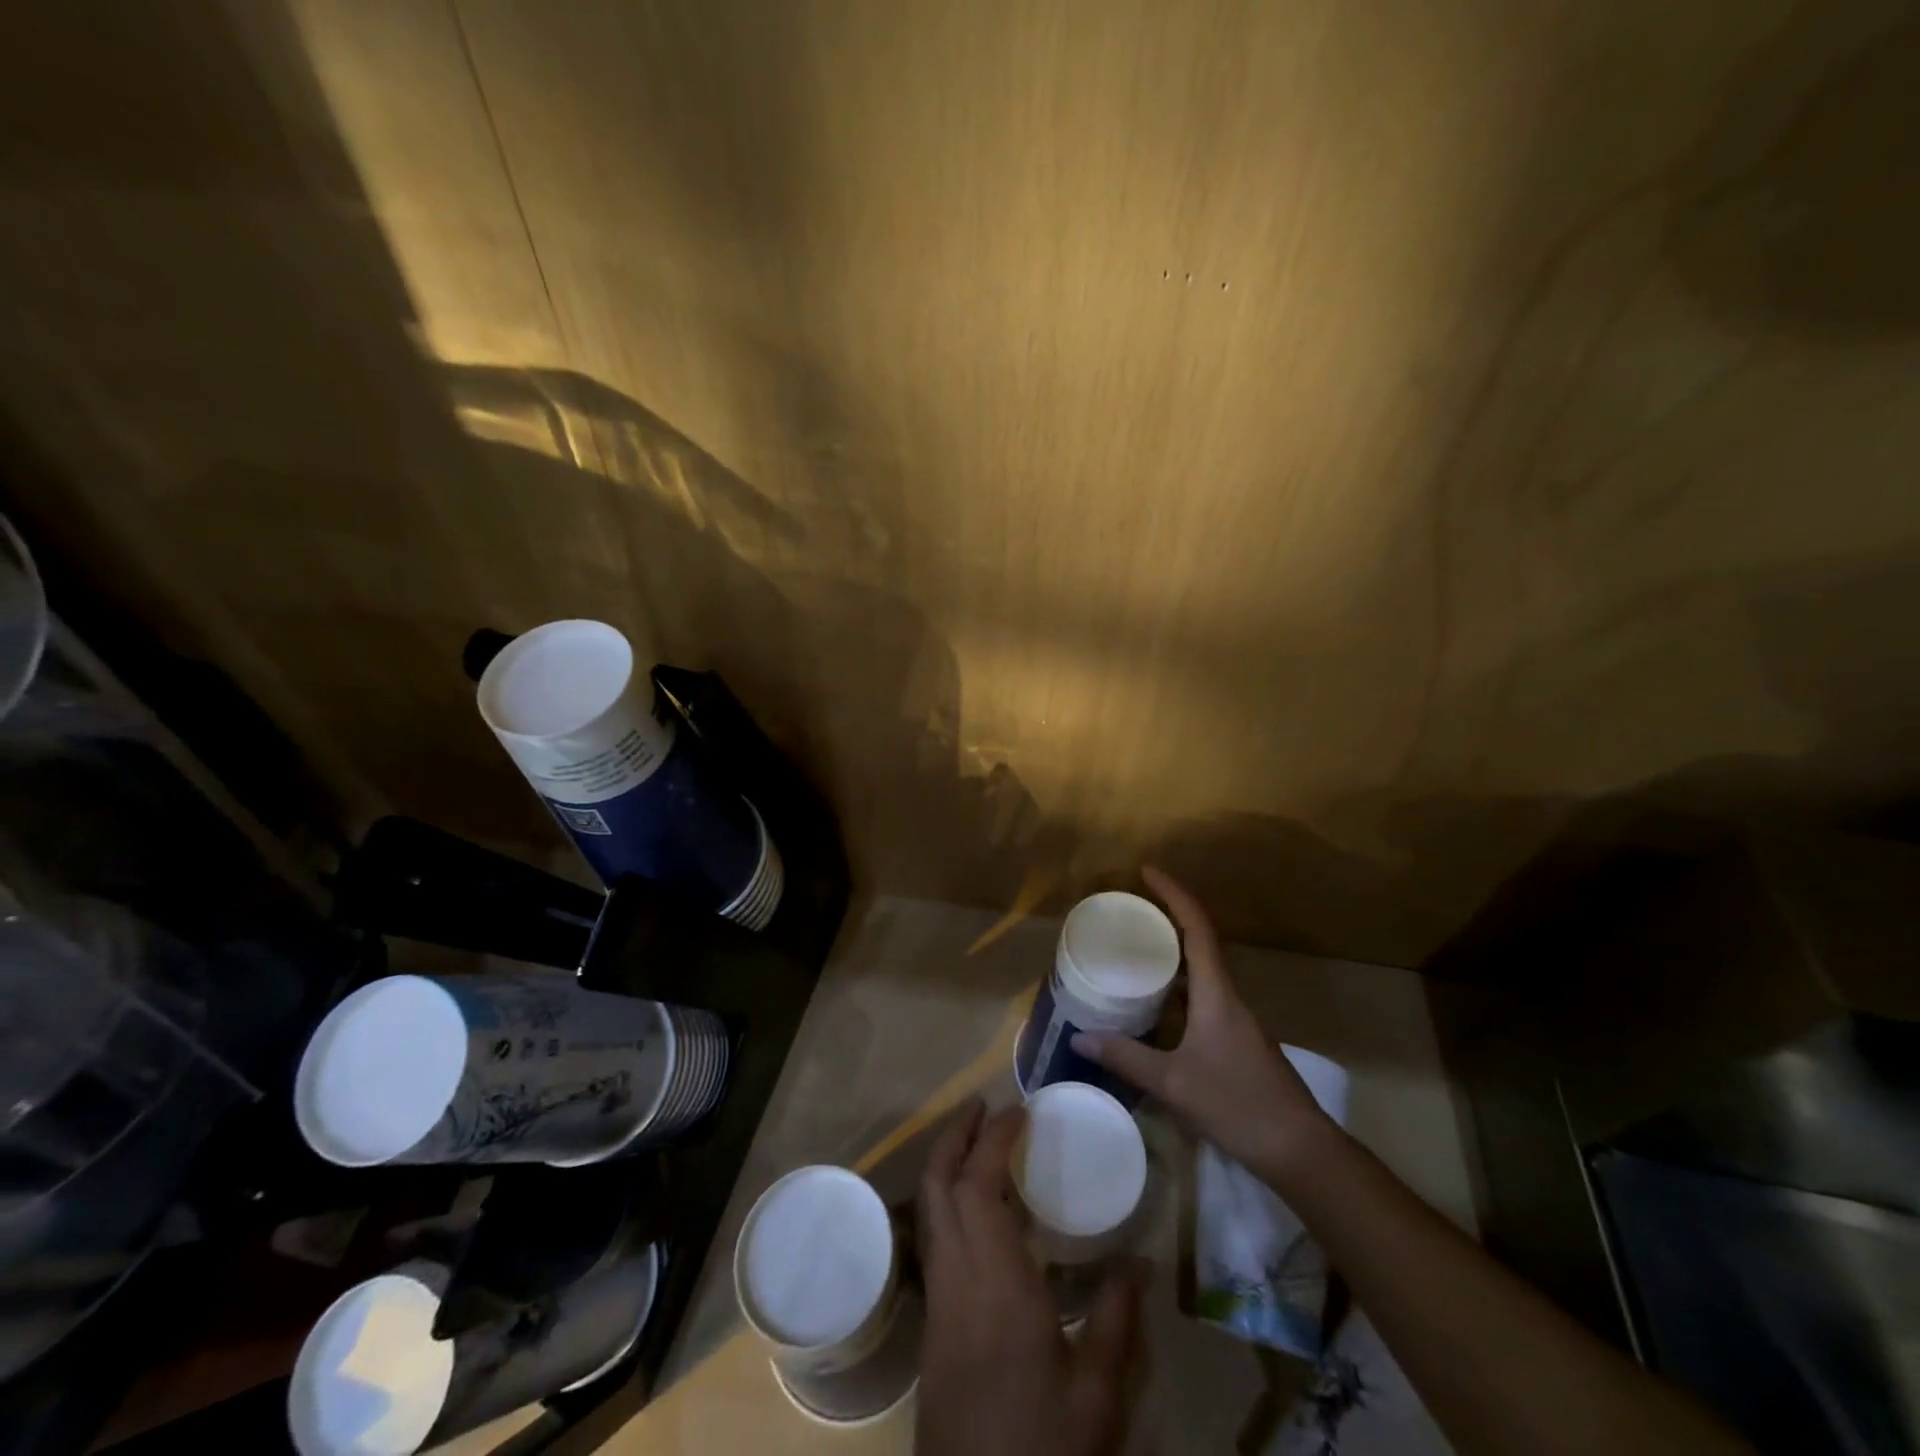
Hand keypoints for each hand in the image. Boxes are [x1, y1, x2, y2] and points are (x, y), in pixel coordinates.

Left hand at [916, 1099, 1145, 1455]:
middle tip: (982, 1105)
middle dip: (955, 1136)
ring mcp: (938, 1301)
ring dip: (947, 1164)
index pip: (977, 1185)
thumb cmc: (1043, 1447)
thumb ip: (1117, 1321)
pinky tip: (979, 1211)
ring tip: (978, 1142)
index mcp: (995, 1282)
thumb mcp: (1097, 1394)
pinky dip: (949, 1202)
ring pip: (929, 1210)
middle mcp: (956, 1277)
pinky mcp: (933, 1325)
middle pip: (937, 1185)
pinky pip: (935, 1240)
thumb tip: (1139, 1261)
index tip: (1018, 1109)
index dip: (992, 1138)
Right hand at [1072, 868, 1333, 1179]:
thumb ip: (1126, 1057)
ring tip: (1133, 955)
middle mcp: (1228, 998)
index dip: (1173, 894)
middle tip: (1129, 915)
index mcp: (1216, 993)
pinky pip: (1201, 1000)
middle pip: (1198, 943)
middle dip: (1166, 921)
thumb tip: (1079, 1037)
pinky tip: (1154, 1010)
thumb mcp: (1173, 1083)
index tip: (1147, 873)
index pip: (1197, 927)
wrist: (1301, 1151)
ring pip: (1200, 975)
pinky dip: (1176, 992)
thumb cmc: (1238, 1105)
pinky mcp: (1236, 1042)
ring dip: (1171, 958)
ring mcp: (1235, 1021)